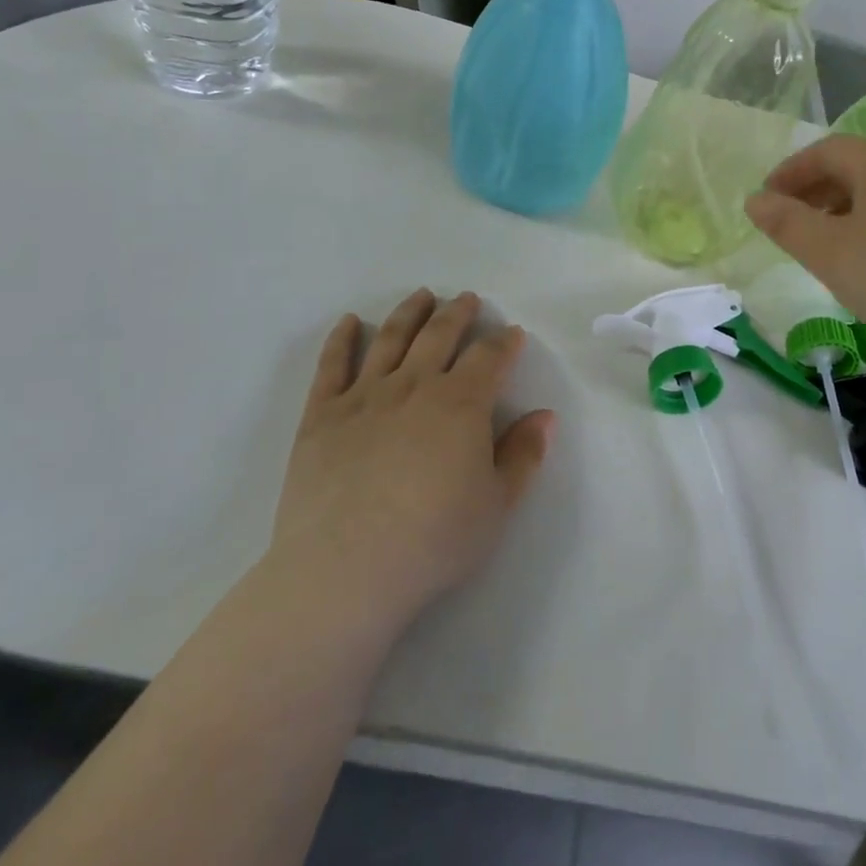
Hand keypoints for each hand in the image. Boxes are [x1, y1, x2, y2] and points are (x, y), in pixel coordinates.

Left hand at [269, 290, 552, 630]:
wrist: (345, 570)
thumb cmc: (433, 540)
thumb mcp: (496, 505)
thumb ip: (523, 456)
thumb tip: (544, 416)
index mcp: (461, 404)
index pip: (488, 358)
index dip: (503, 343)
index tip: (511, 334)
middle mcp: (415, 386)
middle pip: (440, 335)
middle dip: (458, 314)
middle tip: (467, 299)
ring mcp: (364, 396)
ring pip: (391, 339)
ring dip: (409, 312)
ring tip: (421, 296)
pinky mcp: (322, 414)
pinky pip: (332, 365)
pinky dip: (342, 339)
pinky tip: (350, 322)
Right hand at [745, 136, 865, 349]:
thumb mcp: (826, 250)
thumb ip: (784, 222)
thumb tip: (755, 200)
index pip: (825, 150)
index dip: (789, 172)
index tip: (765, 199)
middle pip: (852, 169)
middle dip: (812, 191)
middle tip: (785, 222)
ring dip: (838, 211)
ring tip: (817, 245)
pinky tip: (860, 263)